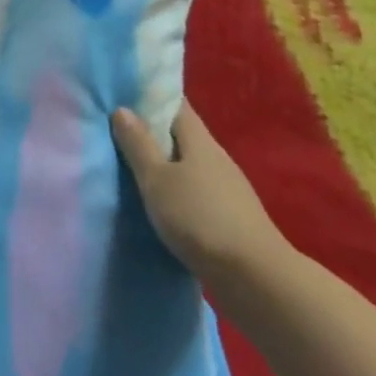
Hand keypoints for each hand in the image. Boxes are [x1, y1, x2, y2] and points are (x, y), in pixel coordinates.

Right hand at [111, 100, 293, 291]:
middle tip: (119, 133)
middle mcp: (216, 157)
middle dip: (154, 132)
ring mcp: (228, 188)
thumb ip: (138, 145)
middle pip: (182, 134)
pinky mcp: (232, 217)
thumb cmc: (199, 219)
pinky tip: (163, 206)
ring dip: (166, 165)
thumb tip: (123, 109)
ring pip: (190, 165)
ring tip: (135, 170)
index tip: (125, 94)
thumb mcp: (157, 180)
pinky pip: (197, 192)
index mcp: (199, 139)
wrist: (256, 280)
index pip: (175, 103)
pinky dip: (179, 192)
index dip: (151, 96)